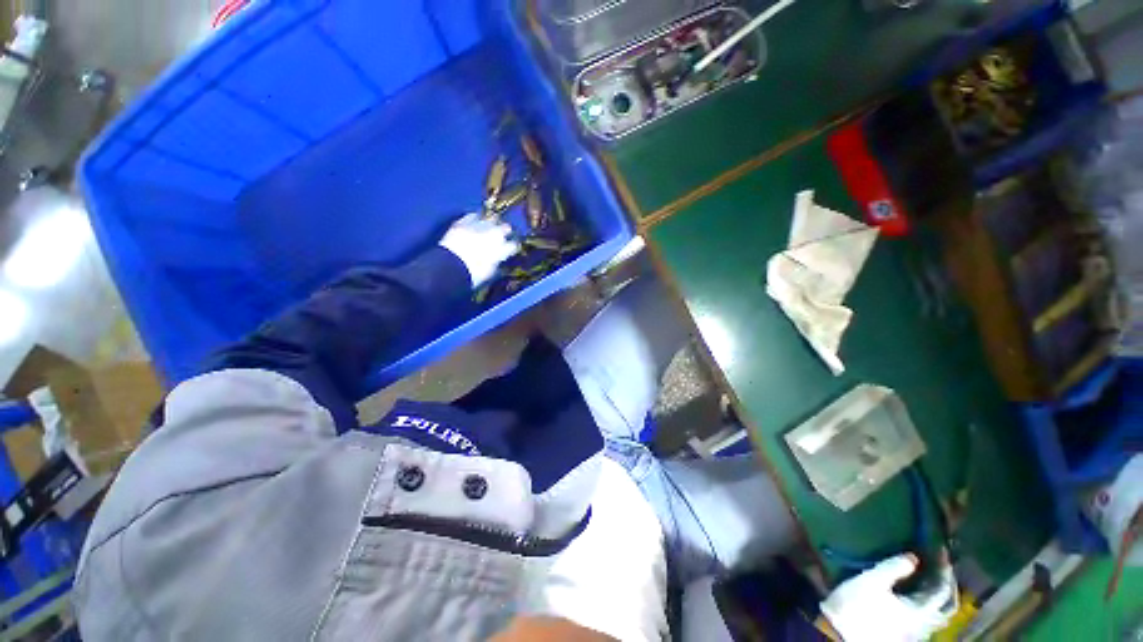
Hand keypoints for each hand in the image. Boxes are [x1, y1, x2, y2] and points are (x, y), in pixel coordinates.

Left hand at [439, 213, 518, 287]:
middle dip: (505, 231)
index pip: (514, 245)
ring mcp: (479, 226)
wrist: (450, 268)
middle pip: (505, 227)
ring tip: (490, 224)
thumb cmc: (473, 275)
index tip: (512, 248)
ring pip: (491, 218)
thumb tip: (499, 260)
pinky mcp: (464, 222)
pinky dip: (475, 218)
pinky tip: (475, 220)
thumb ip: (497, 262)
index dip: (513, 246)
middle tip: (502, 235)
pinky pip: (473, 216)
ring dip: (492, 222)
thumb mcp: (490, 272)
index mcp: (502, 250)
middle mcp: (494, 235)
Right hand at [820, 554, 956, 641]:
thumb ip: (893, 568)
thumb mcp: (871, 581)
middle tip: (942, 566)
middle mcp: (925, 624)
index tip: (940, 550)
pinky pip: (927, 619)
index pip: (943, 589)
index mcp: (921, 611)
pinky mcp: (905, 634)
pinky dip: (929, 605)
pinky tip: (917, 597)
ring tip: (931, 580)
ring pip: (938, 614)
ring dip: (939, 596)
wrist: (841, 632)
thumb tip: (914, 556)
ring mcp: (916, 632)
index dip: (944, 569)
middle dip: (948, 585)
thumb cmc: (857, 605)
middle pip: (947, 606)